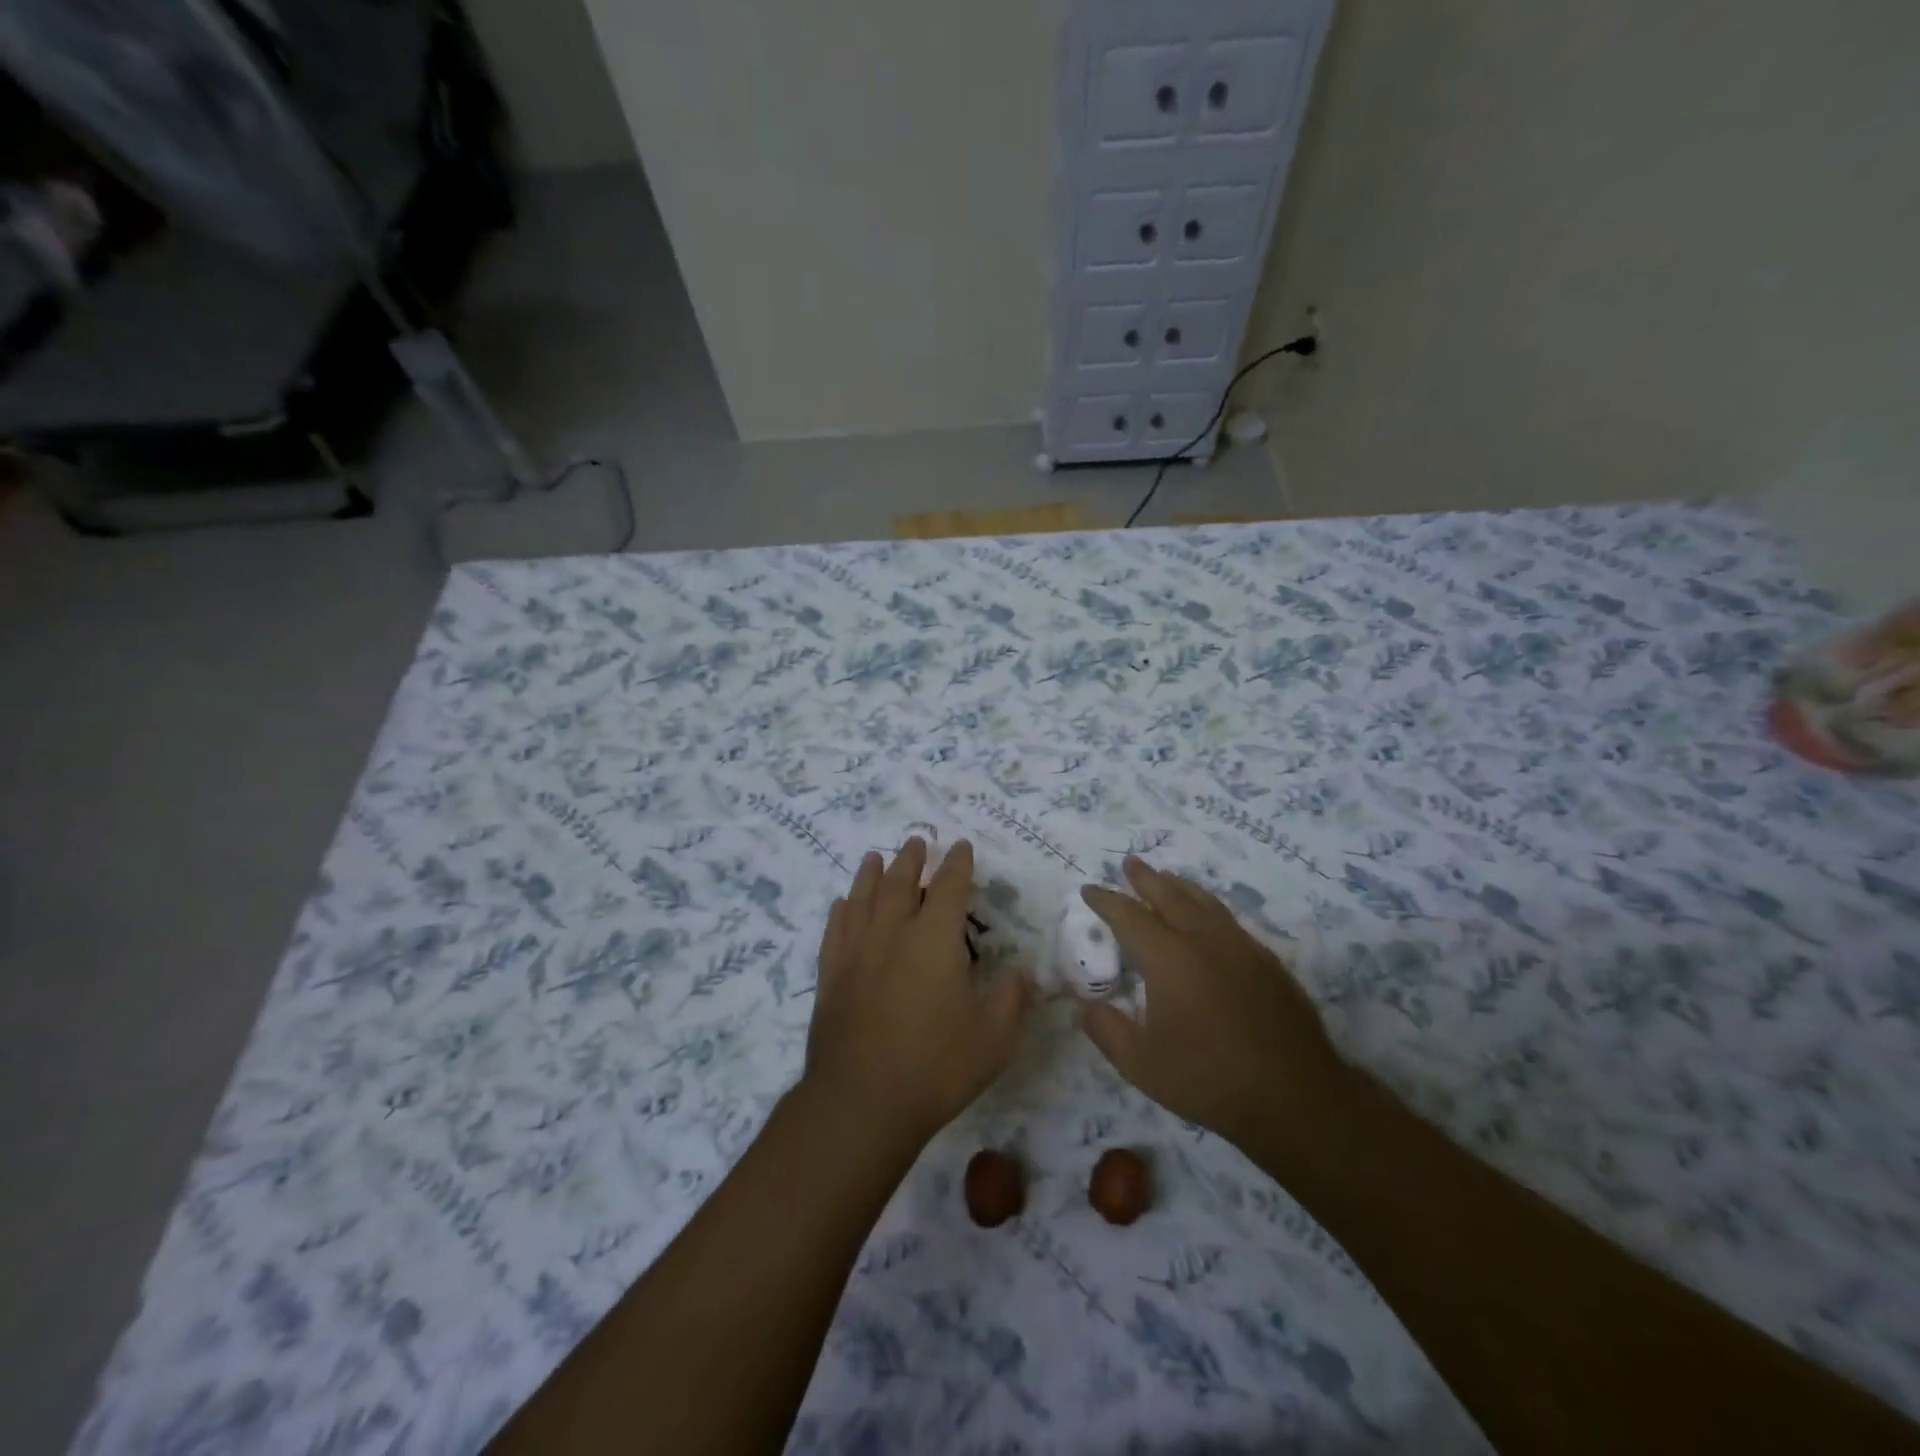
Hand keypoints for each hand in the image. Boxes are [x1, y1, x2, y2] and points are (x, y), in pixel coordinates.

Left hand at [805, 838, 1030, 1148]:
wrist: (861, 1102)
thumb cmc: (935, 1068)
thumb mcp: (994, 1039)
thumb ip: (1012, 999)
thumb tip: (1023, 972)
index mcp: (935, 940)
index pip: (948, 887)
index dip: (957, 864)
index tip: (960, 846)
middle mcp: (893, 933)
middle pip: (900, 882)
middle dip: (911, 859)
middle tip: (916, 842)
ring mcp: (856, 952)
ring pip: (863, 898)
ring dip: (871, 874)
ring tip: (875, 857)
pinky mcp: (831, 975)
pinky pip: (835, 929)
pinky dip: (841, 911)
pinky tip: (843, 904)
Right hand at [1081, 857, 1345, 1148]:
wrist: (1295, 1097)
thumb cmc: (1209, 1080)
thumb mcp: (1141, 1065)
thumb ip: (1106, 1030)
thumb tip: (1087, 1006)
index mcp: (1169, 958)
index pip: (1129, 916)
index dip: (1106, 901)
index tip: (1089, 890)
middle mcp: (1204, 940)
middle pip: (1170, 895)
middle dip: (1146, 878)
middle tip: (1130, 863)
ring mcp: (1241, 947)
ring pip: (1204, 902)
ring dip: (1180, 886)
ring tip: (1167, 878)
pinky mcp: (1267, 961)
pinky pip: (1229, 920)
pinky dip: (1208, 907)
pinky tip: (1208, 919)